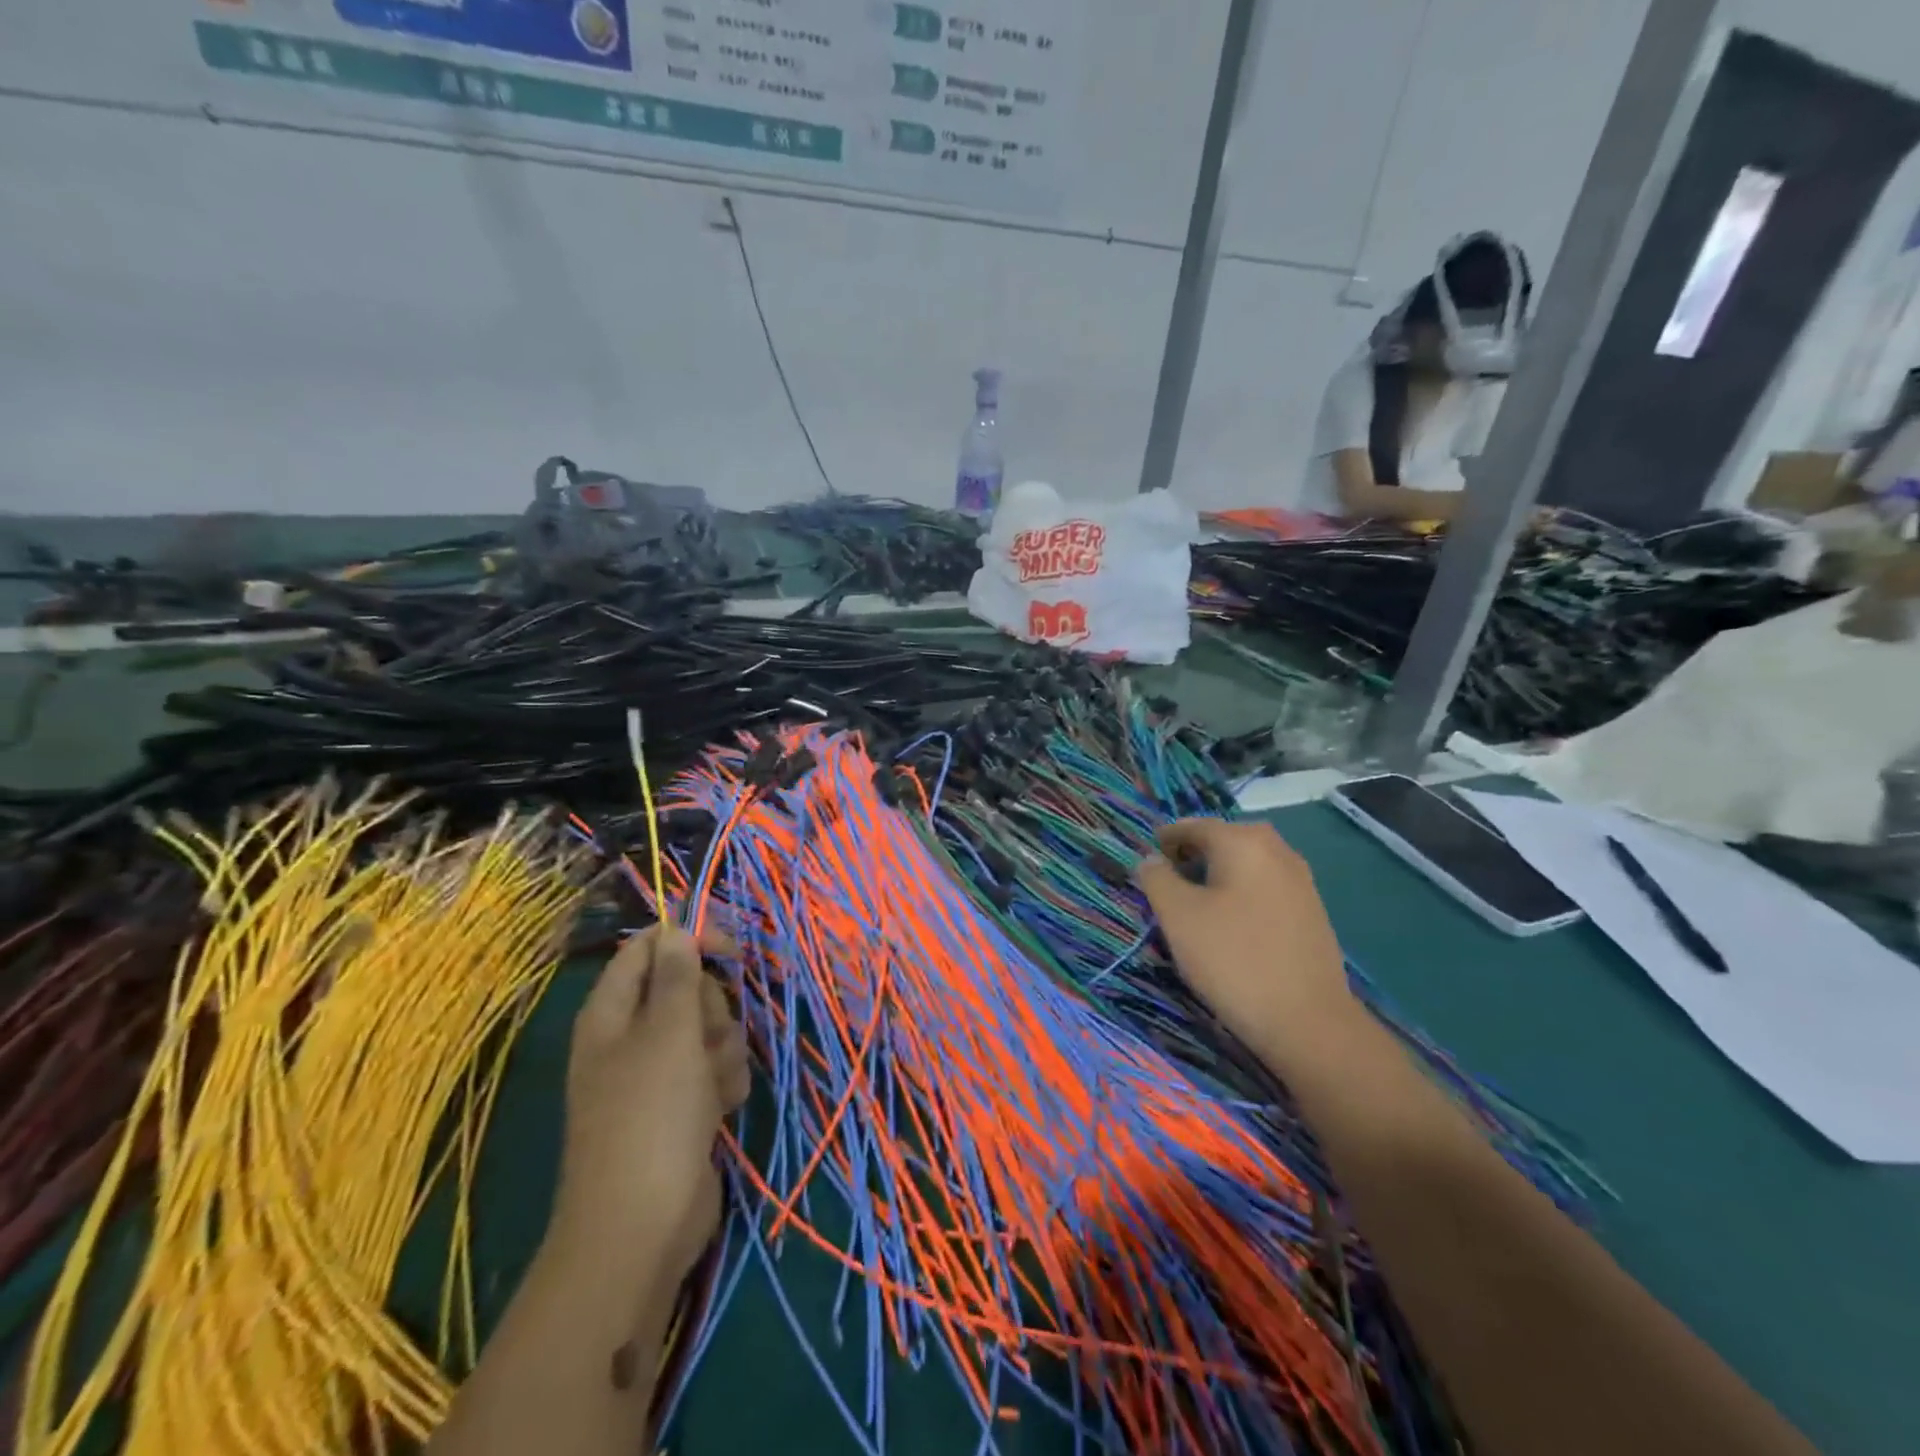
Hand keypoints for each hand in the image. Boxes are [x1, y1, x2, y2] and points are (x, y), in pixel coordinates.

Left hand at [552, 926, 749, 1290]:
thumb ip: (677, 976)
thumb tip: (675, 928)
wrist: (642, 1228)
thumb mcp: (669, 1034)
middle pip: (685, 989)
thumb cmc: (651, 1117)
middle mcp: (631, 1037)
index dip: (689, 940)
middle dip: (711, 1008)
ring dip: (724, 1050)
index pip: (647, 949)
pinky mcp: (681, 1105)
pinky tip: (723, 1108)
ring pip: (707, 1030)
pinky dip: (723, 1082)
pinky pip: (713, 1069)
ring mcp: (657, 1074)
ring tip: (715, 1085)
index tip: (731, 949)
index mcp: (611, 1013)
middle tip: (708, 1037)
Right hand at [1133, 820, 1355, 1066]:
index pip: (1193, 826)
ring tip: (1197, 907)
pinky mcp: (1312, 910)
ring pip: (1246, 864)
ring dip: (1218, 875)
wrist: (1308, 1021)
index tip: (1146, 862)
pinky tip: (1232, 925)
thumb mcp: (1178, 916)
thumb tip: (1152, 859)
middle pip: (1223, 840)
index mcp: (1243, 841)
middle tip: (1169, 884)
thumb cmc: (1233, 959)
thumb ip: (1156, 878)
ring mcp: (1300, 880)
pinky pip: (1266, 887)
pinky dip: (1242, 893)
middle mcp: (1276, 849)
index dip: (1164, 840)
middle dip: (1193, 855)